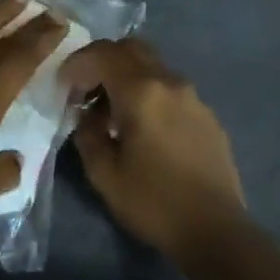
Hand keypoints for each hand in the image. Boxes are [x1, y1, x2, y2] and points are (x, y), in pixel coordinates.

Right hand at [62, 37, 245, 260]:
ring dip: (127, 77)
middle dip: (103, 60)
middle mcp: (170, 82)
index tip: (63, 85)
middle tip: (86, 90)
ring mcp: (194, 97)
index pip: (103, 53)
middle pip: (132, 48)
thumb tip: (87, 114)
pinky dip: (149, 94)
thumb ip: (87, 133)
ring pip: (153, 67)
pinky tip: (143, 129)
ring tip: (112, 113)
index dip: (77, 62)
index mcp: (142, 92)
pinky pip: (170, 89)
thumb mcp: (103, 173)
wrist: (215, 230)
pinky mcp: (207, 115)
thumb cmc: (153, 202)